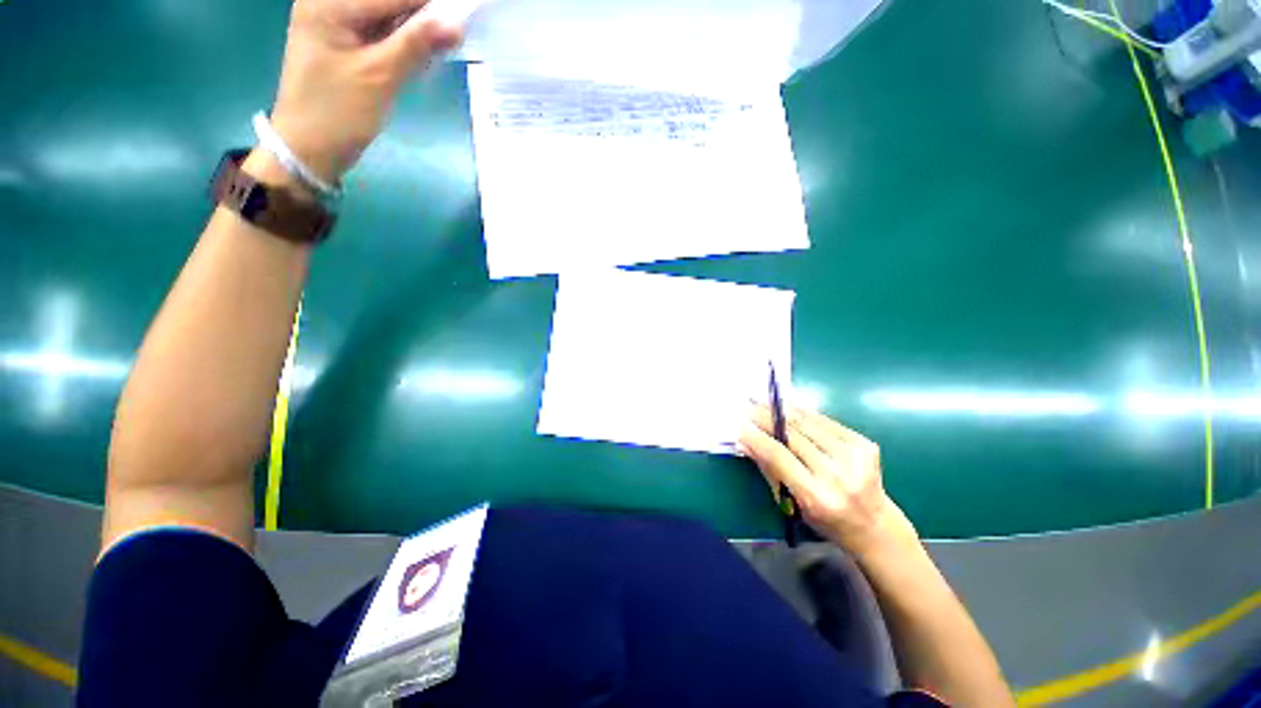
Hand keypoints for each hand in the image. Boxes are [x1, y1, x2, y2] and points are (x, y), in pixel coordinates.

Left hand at [268, 0, 465, 182]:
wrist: (308, 148)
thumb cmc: (337, 113)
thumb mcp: (379, 77)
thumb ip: (415, 45)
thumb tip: (456, 22)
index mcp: (328, 3)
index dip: (429, 4)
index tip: (463, 13)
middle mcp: (328, 3)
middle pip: (386, 0)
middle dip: (422, 14)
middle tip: (452, 32)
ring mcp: (334, 22)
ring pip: (385, 14)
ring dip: (415, 27)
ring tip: (442, 41)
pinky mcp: (343, 41)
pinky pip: (380, 29)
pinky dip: (403, 39)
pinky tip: (421, 50)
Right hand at [739, 407, 918, 556]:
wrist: (874, 525)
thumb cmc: (825, 520)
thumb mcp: (791, 503)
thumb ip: (768, 469)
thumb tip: (745, 441)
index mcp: (816, 496)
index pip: (778, 456)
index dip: (757, 437)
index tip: (740, 425)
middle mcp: (837, 475)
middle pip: (792, 436)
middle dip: (766, 418)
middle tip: (749, 406)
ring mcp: (854, 457)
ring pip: (808, 424)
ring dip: (783, 410)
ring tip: (765, 402)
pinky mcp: (864, 444)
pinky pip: (825, 421)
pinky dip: (804, 413)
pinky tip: (789, 408)